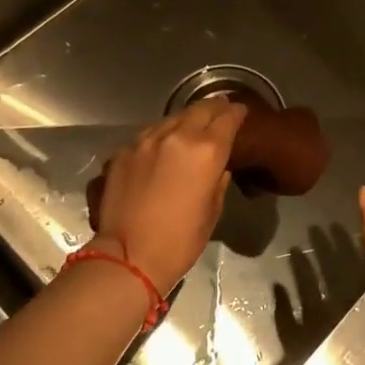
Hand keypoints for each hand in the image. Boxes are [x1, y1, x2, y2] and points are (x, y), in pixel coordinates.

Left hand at [92, 97, 246, 289]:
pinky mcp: (124, 150)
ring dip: (186, 120)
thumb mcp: (212, 210)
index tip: (241, 112)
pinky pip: (149, 133)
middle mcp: (178, 135)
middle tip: (220, 111)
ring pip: (173, 117)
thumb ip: (219, 180)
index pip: (228, 117)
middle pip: (201, 109)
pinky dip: (161, 135)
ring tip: (191, 127)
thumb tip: (219, 166)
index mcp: (207, 150)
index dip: (237, 113)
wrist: (127, 257)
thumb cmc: (180, 241)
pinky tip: (162, 146)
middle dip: (214, 108)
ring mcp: (147, 139)